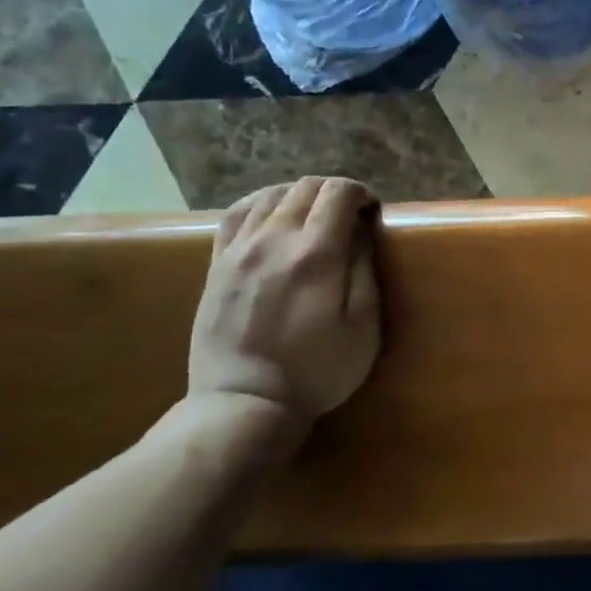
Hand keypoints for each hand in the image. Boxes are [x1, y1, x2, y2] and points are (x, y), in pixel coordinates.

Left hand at [188, 177, 381, 428]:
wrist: (245, 403)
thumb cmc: (317, 369)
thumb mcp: (363, 326)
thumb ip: (364, 270)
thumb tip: (363, 230)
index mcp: (316, 254)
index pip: (338, 193)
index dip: (362, 193)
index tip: (373, 213)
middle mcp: (274, 240)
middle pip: (305, 187)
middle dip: (335, 192)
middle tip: (351, 216)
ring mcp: (239, 250)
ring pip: (271, 194)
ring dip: (300, 194)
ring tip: (315, 215)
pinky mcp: (218, 264)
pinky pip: (236, 213)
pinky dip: (261, 202)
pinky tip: (273, 214)